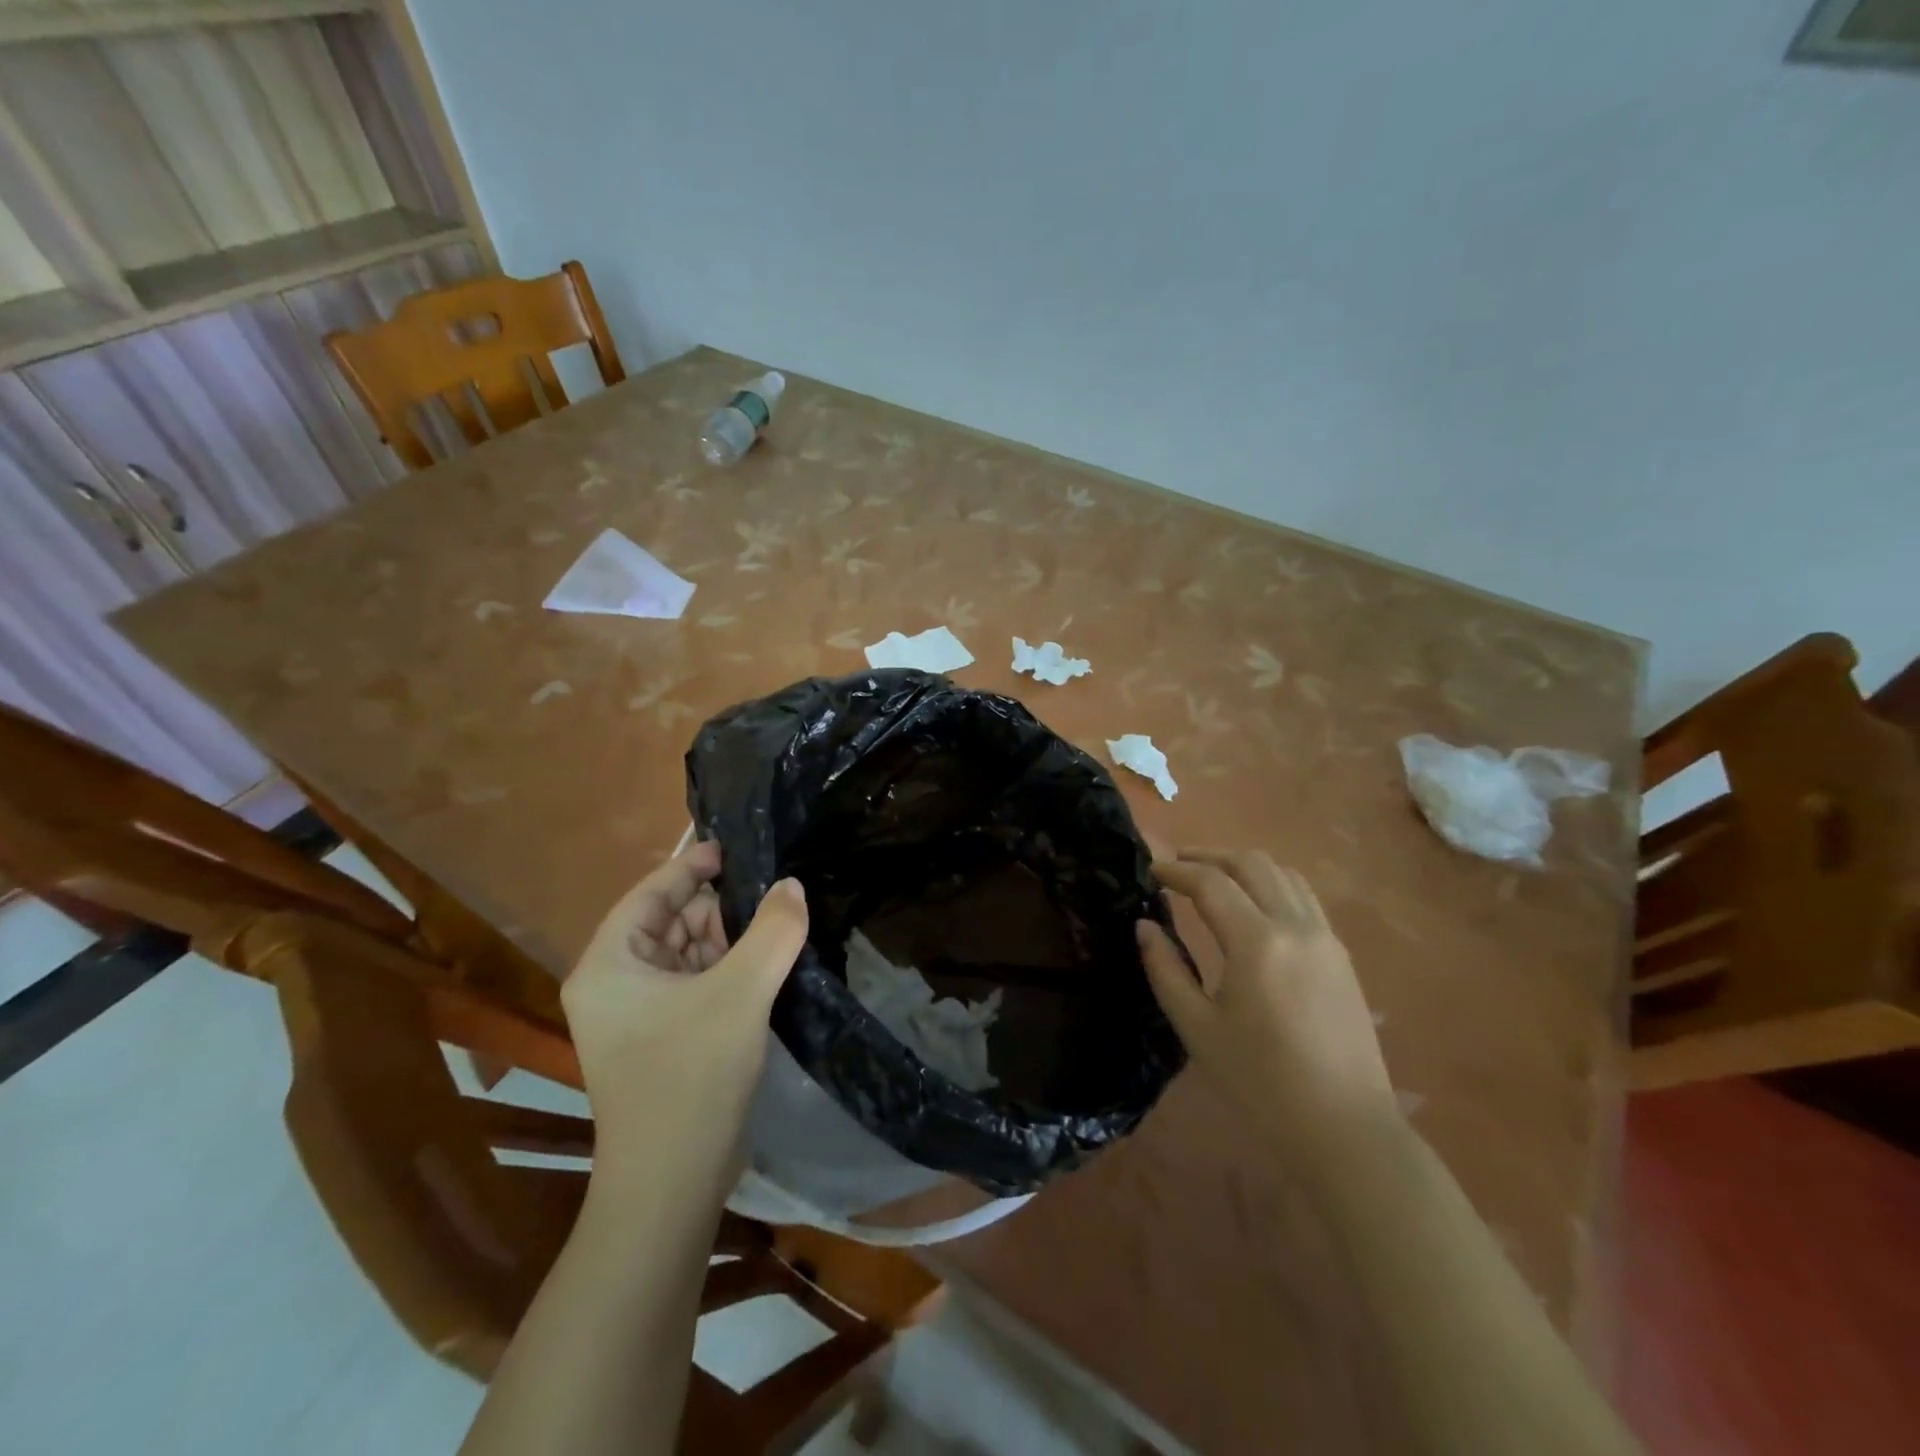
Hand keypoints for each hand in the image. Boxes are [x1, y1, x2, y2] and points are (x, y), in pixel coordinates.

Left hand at [562, 841, 807, 1174]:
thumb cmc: (691, 1077)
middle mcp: (615, 984)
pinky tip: (766, 965)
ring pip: (688, 953)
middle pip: (671, 922)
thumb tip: (792, 886)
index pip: (651, 893)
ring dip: (729, 940)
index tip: (735, 849)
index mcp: (609, 964)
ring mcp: (638, 1015)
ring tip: (777, 927)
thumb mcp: (740, 993)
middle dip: (719, 909)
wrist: (672, 1185)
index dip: (692, 866)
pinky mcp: (663, 1038)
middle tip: (772, 897)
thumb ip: (773, 930)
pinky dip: (728, 970)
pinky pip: (696, 984)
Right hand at [1138, 849, 1394, 1158]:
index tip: (1151, 871)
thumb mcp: (1197, 1028)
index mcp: (1257, 942)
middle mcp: (1296, 926)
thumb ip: (1165, 969)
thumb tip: (1145, 926)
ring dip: (1244, 865)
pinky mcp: (1341, 956)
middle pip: (1251, 863)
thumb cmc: (1260, 1082)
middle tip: (1178, 865)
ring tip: (1214, 877)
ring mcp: (1325, 938)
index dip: (1176, 871)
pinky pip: (1304, 897)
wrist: (1344, 1128)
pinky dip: (1273, 884)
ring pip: (1284, 874)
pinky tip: (1255, 906)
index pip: (1211, 883)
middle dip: (1210, 855)